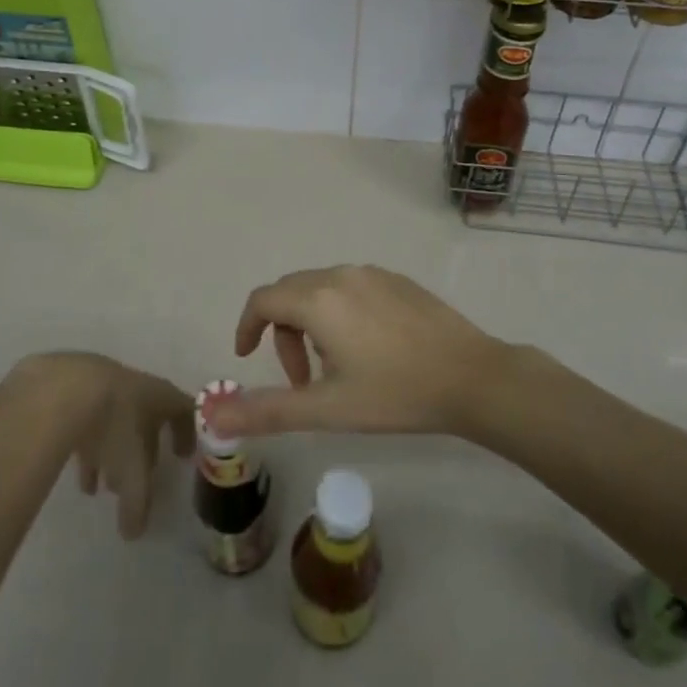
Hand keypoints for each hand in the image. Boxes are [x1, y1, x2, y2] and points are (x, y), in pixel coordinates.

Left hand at [13, 354, 193, 537]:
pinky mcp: (73, 389)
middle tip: (136, 481)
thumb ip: (137, 502)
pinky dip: (86, 444)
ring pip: (113, 421)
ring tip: (98, 487)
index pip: (183, 410)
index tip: (182, 456)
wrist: (62, 389)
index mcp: (158, 396)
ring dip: (110, 453)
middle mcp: (134, 387)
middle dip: (142, 451)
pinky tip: (74, 471)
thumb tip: (135, 532)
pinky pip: (87, 419)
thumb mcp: (131, 471)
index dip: (187, 433)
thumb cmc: (112, 426)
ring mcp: (102, 384)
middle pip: (146, 417)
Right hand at [210, 265, 510, 439]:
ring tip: (334, 368)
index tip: (247, 358)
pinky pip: (351, 287)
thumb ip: (267, 410)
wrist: (472, 377)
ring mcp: (373, 273)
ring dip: (311, 324)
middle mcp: (341, 275)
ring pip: (321, 288)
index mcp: (318, 299)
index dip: (247, 327)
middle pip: (290, 292)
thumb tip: (214, 413)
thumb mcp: (327, 408)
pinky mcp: (398, 280)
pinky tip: (368, 350)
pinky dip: (339, 312)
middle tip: (300, 379)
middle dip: (282, 332)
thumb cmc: (395, 394)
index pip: (263, 300)